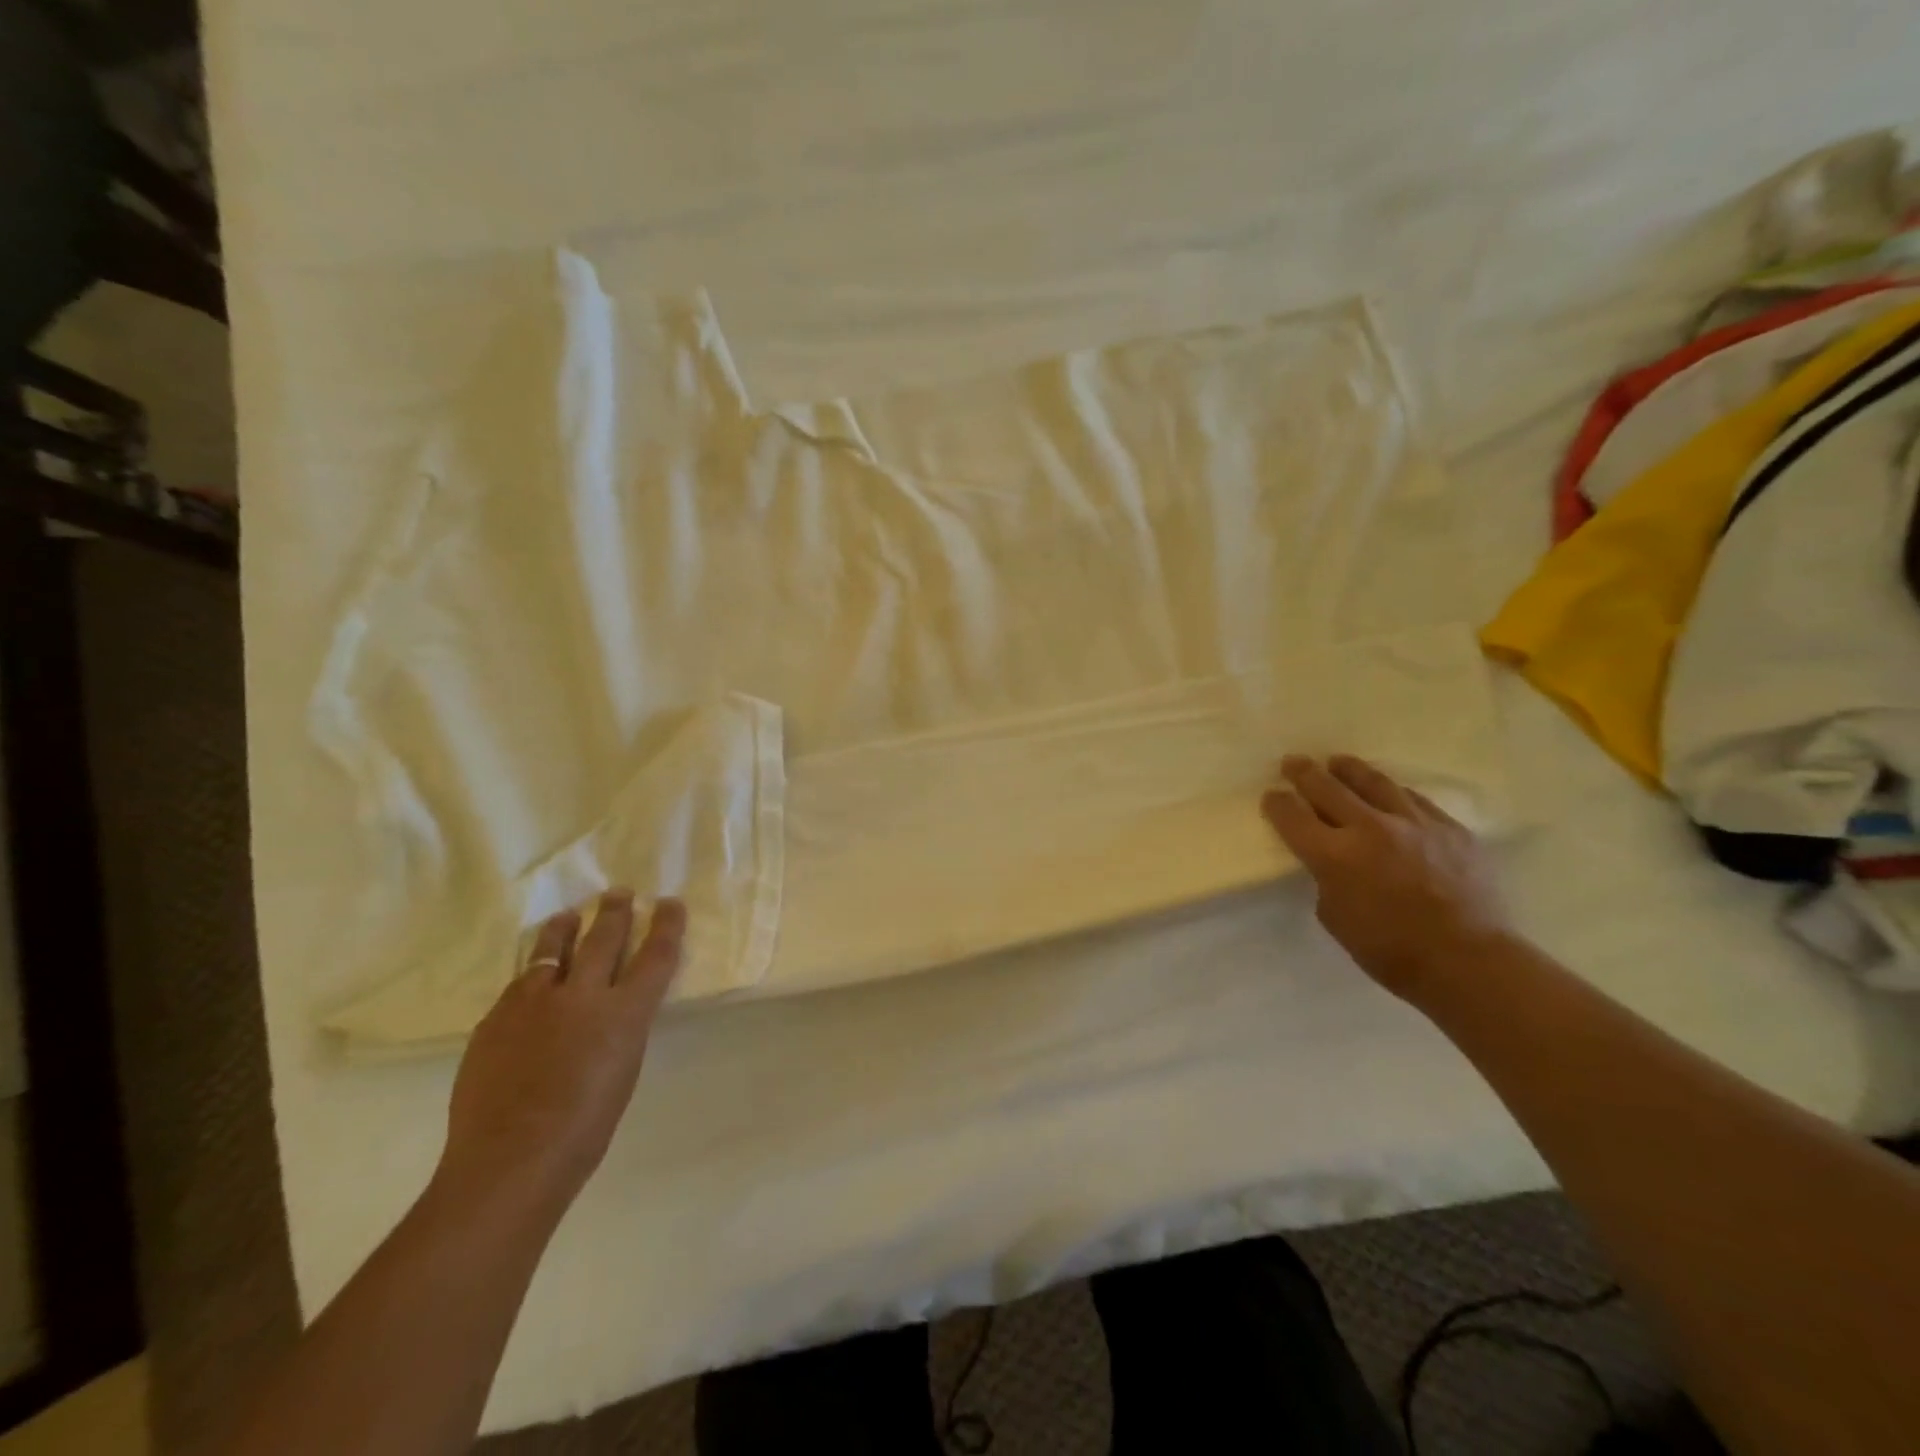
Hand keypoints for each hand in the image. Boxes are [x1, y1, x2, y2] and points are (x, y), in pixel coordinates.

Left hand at [435, 892, 685, 1215]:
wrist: (509, 1162)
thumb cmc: (584, 1130)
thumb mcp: (624, 1071)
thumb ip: (621, 1029)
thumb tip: (612, 1010)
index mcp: (624, 1013)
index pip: (656, 954)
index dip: (667, 924)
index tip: (670, 903)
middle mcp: (582, 995)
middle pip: (604, 937)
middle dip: (615, 911)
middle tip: (618, 893)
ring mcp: (534, 1002)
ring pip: (553, 949)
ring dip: (566, 928)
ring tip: (569, 915)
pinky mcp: (496, 1017)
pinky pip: (520, 984)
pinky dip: (534, 974)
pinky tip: (532, 979)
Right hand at [1261, 755, 1511, 1001]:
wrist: (1470, 961)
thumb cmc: (1391, 951)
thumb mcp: (1335, 917)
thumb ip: (1327, 879)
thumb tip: (1333, 861)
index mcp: (1334, 856)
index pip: (1292, 817)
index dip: (1277, 804)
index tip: (1271, 797)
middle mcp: (1370, 828)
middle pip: (1327, 788)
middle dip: (1304, 773)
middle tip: (1293, 762)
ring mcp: (1414, 823)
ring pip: (1374, 782)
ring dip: (1349, 770)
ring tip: (1338, 762)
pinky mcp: (1450, 828)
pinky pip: (1414, 799)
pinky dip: (1393, 792)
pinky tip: (1388, 792)